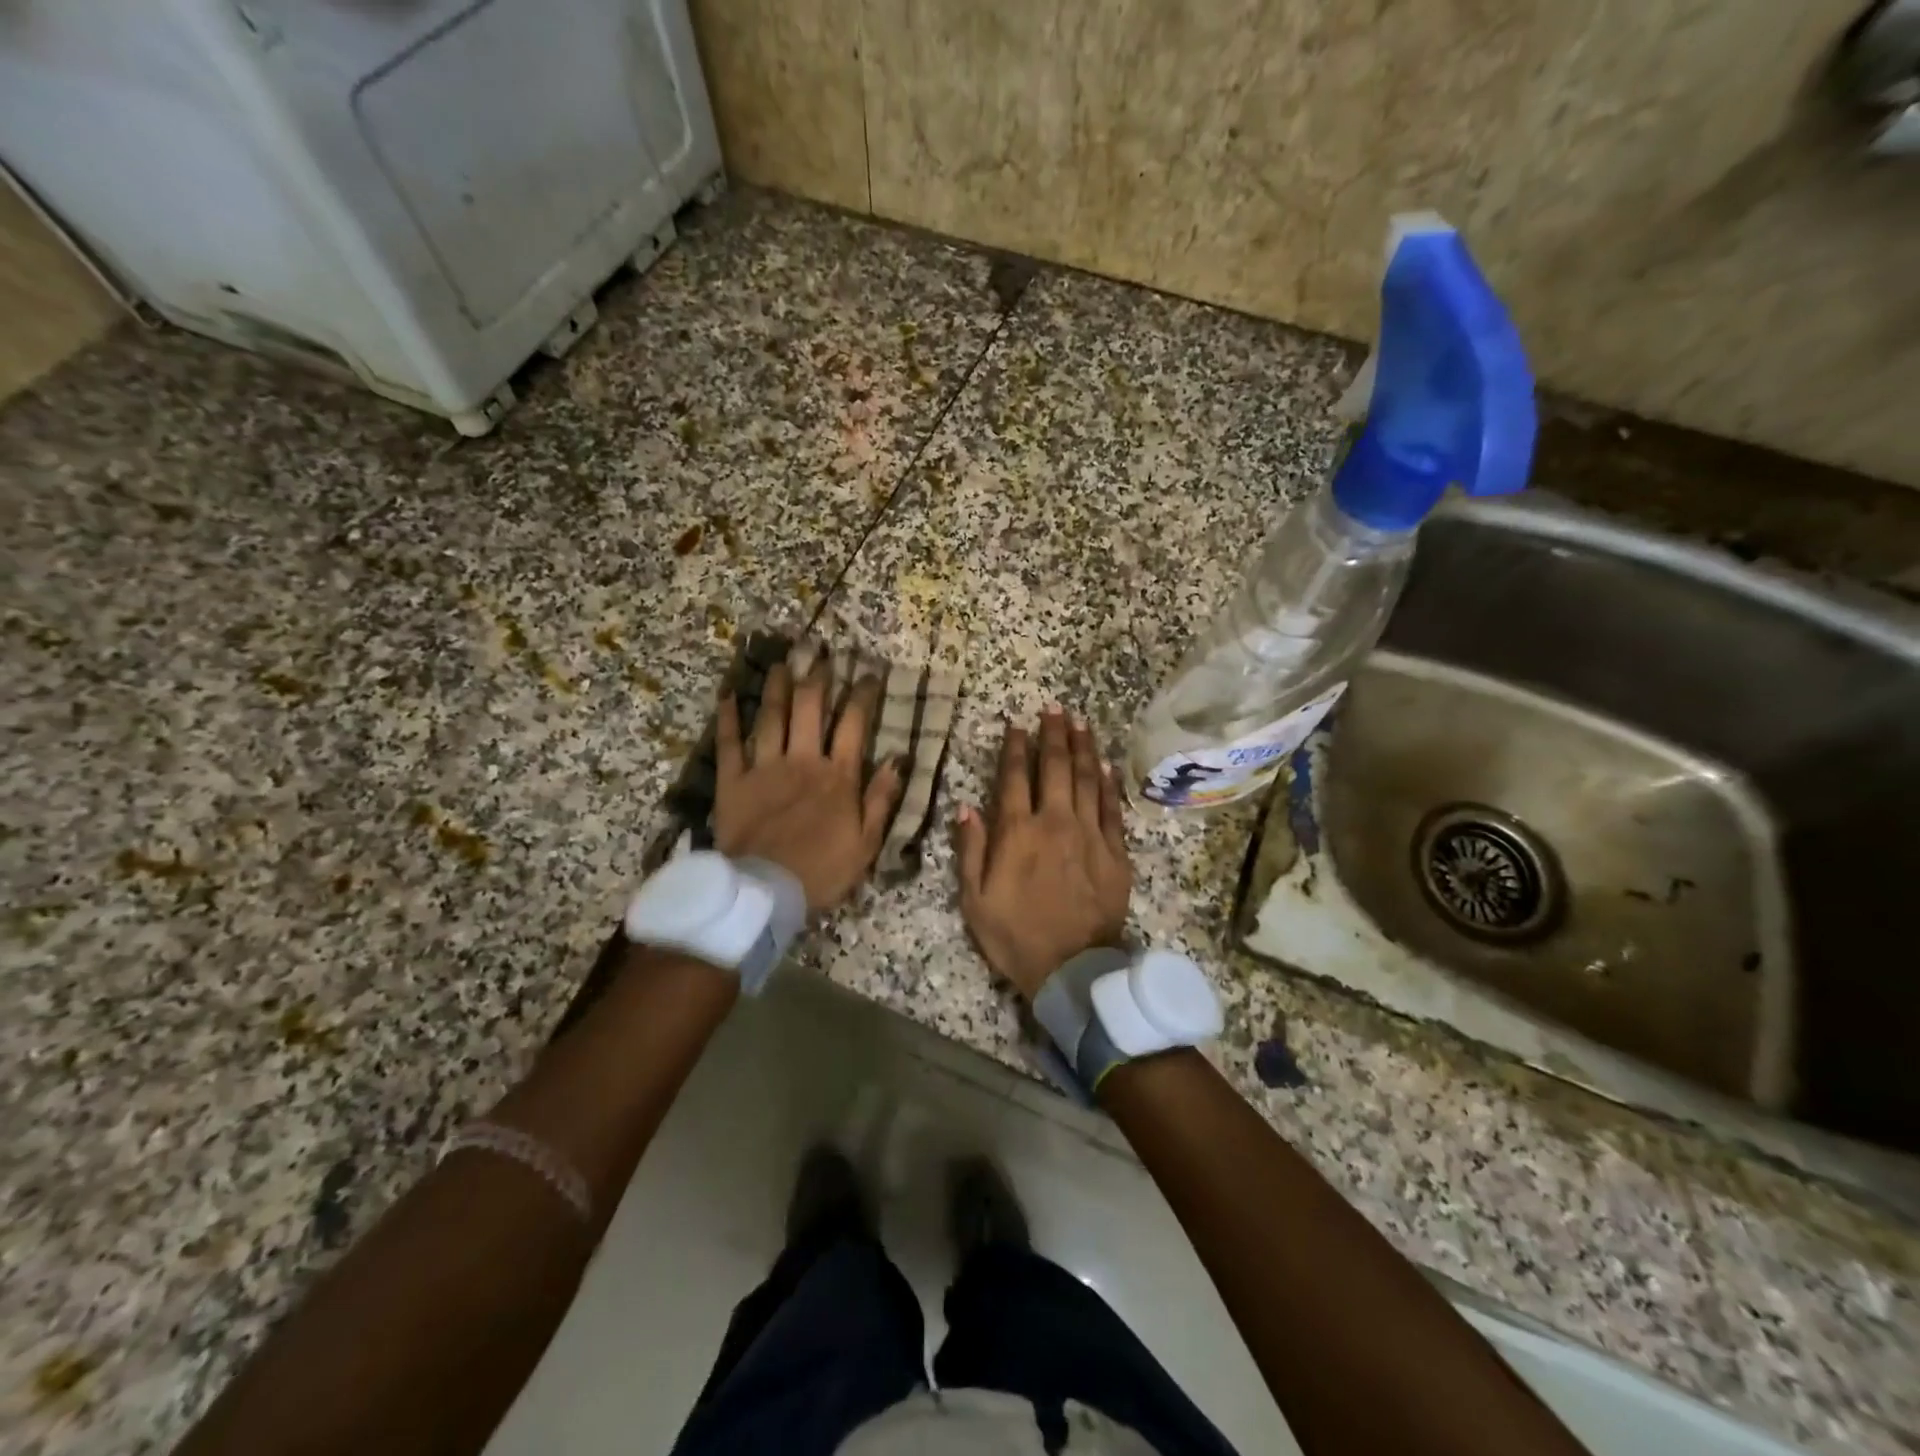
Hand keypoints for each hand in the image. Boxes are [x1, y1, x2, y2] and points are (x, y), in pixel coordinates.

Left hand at [713, 659, 903, 912]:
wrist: (767, 893)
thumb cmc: (823, 871)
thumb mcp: (867, 843)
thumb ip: (882, 799)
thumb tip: (898, 759)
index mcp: (838, 777)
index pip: (854, 725)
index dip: (862, 695)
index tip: (869, 673)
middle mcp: (802, 761)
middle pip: (810, 709)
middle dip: (818, 678)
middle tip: (821, 656)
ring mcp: (765, 768)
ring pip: (772, 717)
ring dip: (778, 686)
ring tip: (783, 662)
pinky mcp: (733, 782)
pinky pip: (729, 743)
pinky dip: (728, 717)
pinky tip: (729, 694)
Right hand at [956, 708, 1132, 999]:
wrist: (1073, 968)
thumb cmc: (1016, 935)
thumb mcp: (975, 899)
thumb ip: (971, 850)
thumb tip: (967, 807)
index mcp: (1017, 832)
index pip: (1014, 777)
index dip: (1015, 747)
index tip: (1016, 723)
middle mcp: (1055, 822)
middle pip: (1055, 767)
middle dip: (1053, 734)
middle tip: (1054, 708)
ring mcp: (1089, 834)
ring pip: (1086, 779)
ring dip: (1083, 748)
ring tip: (1080, 722)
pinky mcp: (1115, 851)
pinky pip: (1111, 808)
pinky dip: (1107, 783)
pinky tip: (1105, 764)